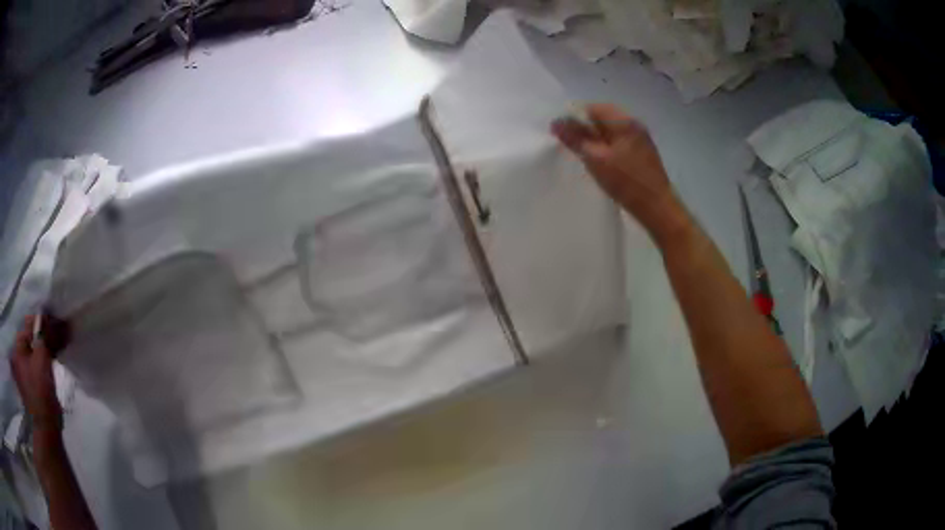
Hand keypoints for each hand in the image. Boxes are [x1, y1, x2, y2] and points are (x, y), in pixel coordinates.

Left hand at [10, 315, 62, 431]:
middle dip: (45, 334)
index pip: (29, 325)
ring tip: (61, 343)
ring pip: (36, 350)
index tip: (57, 323)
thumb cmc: (41, 393)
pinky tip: (55, 356)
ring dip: (47, 346)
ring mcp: (25, 372)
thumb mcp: (41, 360)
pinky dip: (46, 358)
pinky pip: (38, 363)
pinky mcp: (33, 383)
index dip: (42, 322)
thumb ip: (43, 334)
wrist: (47, 430)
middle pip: (32, 338)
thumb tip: (49, 315)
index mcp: (17, 348)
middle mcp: (18, 356)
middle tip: (61, 332)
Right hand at [551, 104, 684, 235]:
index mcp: (625, 121)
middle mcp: (634, 125)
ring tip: (585, 156)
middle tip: (572, 147)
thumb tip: (555, 122)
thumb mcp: (596, 159)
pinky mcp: (643, 154)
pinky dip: (606, 149)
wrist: (658, 208)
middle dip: (585, 130)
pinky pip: (619, 143)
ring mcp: (640, 139)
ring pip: (610, 132)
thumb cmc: (627, 183)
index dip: (574, 119)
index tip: (562, 135)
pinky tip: (601, 164)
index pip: (592, 108)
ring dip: (595, 140)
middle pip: (602, 119)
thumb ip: (575, 139)